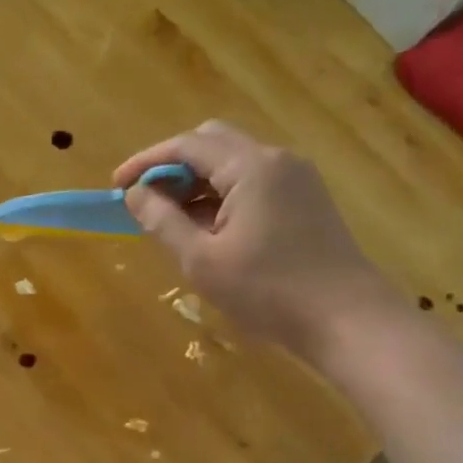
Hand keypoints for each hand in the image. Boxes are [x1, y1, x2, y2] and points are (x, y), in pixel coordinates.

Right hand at [114, 121, 401, 358]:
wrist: (346, 319)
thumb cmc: (268, 291)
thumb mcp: (202, 260)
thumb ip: (163, 221)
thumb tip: (135, 194)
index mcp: (251, 167)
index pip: (187, 146)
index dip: (146, 162)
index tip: (116, 186)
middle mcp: (276, 160)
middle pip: (212, 143)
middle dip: (171, 166)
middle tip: (144, 200)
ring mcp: (295, 179)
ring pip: (232, 163)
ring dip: (196, 183)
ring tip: (168, 220)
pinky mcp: (304, 200)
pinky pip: (252, 183)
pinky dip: (220, 196)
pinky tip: (205, 229)